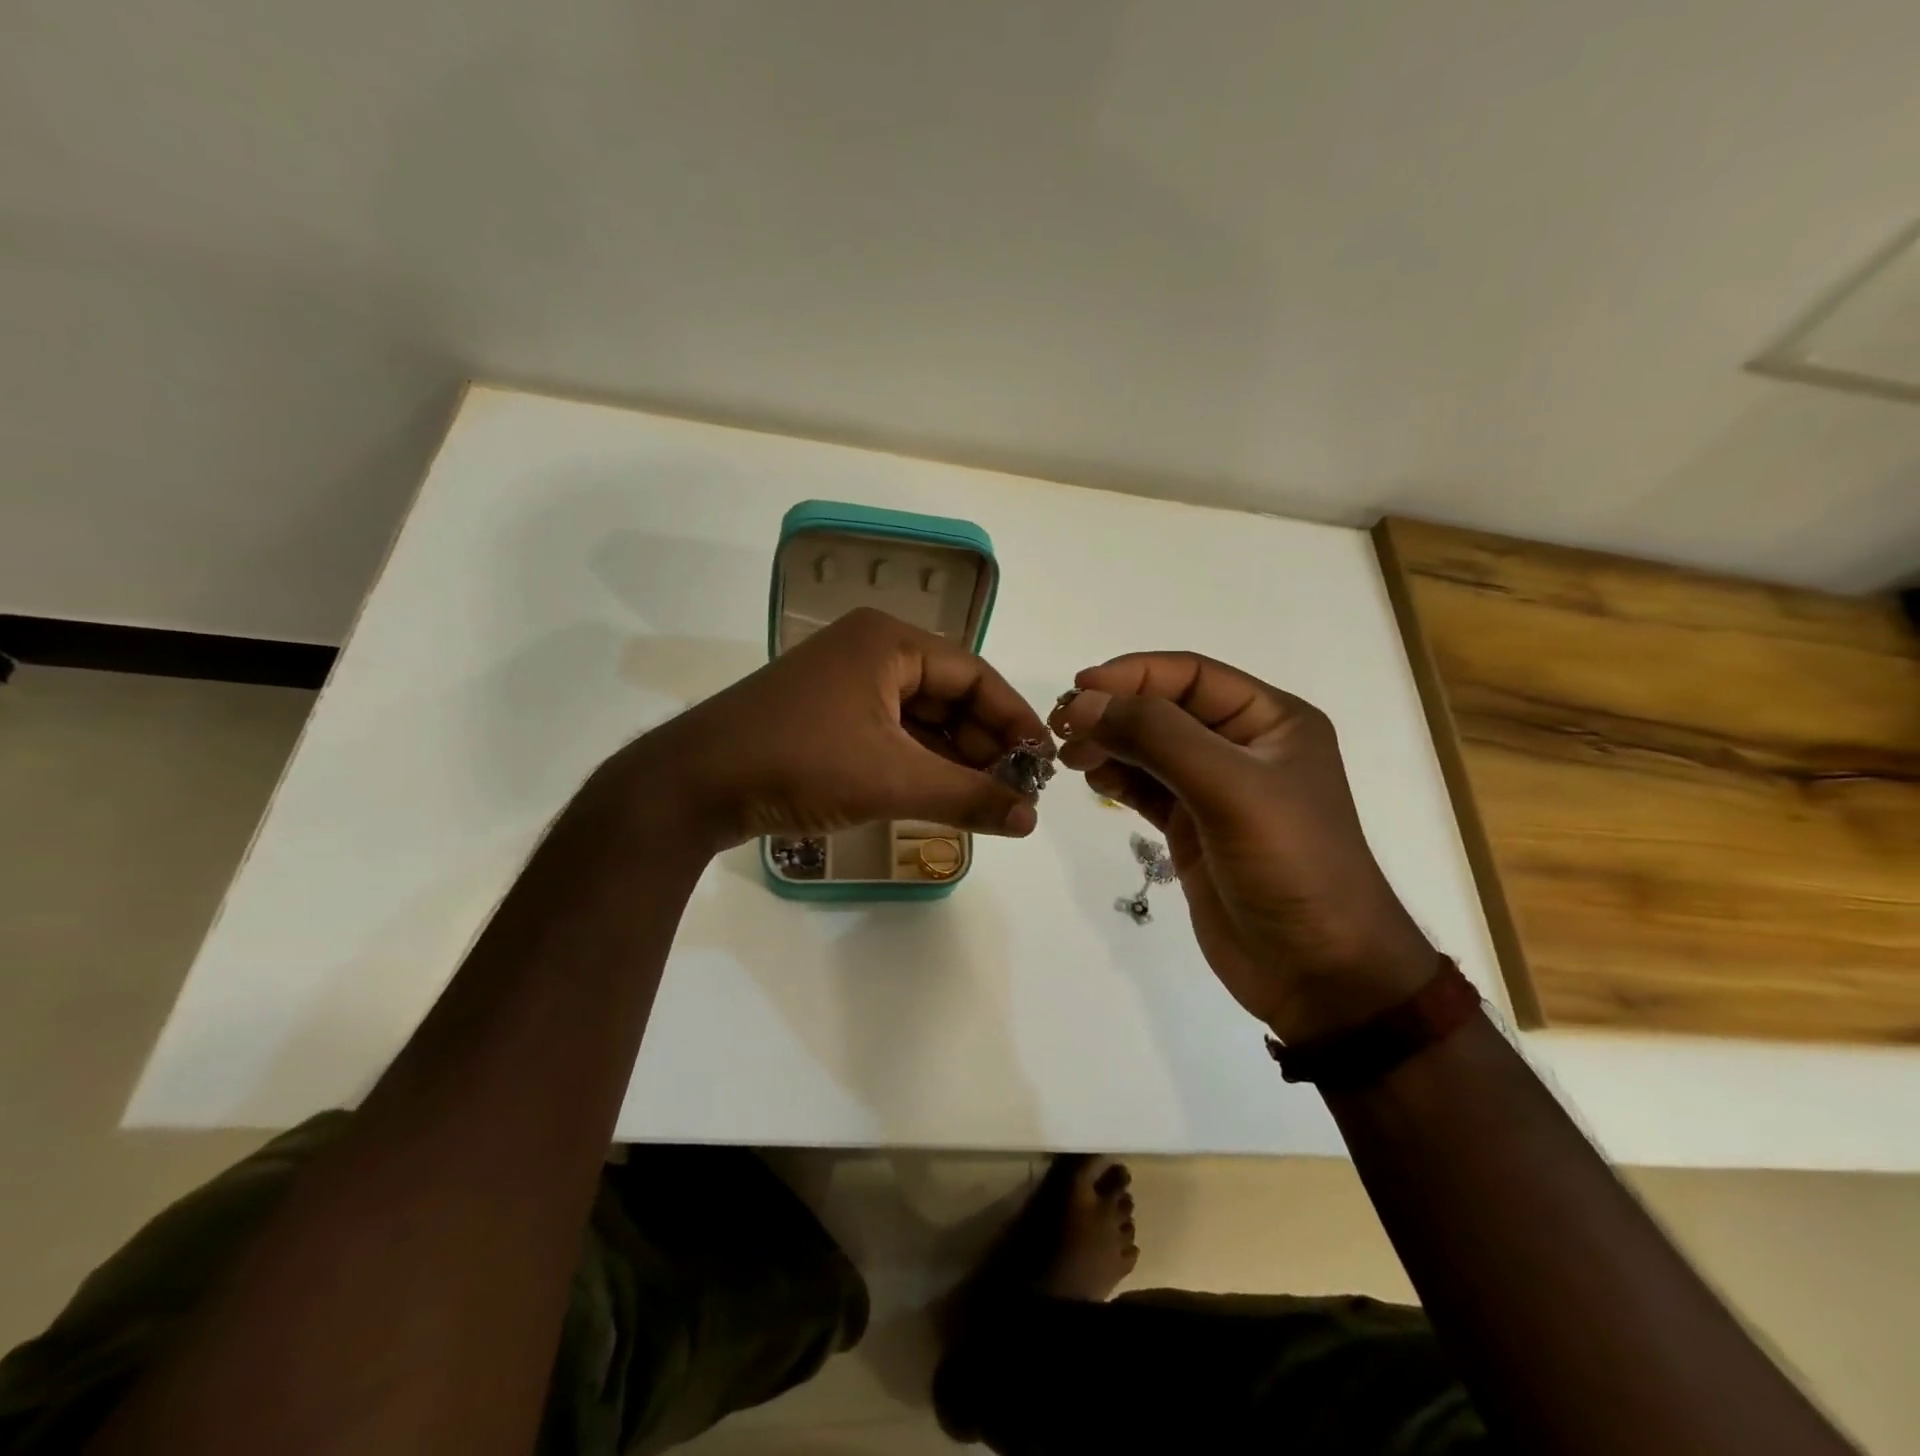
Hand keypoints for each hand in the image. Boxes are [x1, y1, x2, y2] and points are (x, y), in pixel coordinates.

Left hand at [586, 607, 1050, 853]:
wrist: (693, 785)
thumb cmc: (800, 762)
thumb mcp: (892, 779)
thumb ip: (967, 797)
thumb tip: (1032, 819)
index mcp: (890, 642)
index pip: (975, 674)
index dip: (1014, 718)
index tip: (1043, 763)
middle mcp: (871, 651)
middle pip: (949, 695)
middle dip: (984, 743)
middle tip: (1015, 790)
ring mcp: (846, 684)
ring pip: (921, 719)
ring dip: (954, 758)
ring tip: (987, 800)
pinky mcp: (829, 716)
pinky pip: (892, 734)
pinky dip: (919, 763)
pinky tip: (943, 796)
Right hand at [1052, 653, 1435, 1042]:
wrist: (1318, 972)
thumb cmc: (1290, 866)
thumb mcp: (1229, 789)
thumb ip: (1157, 737)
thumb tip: (1086, 702)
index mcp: (1271, 720)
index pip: (1191, 675)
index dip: (1133, 674)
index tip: (1079, 689)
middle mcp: (1243, 746)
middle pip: (1165, 708)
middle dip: (1115, 710)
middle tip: (1064, 728)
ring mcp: (1215, 789)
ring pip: (1150, 747)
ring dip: (1109, 743)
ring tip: (1070, 757)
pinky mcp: (1192, 828)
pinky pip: (1145, 787)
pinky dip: (1116, 777)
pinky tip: (1092, 778)